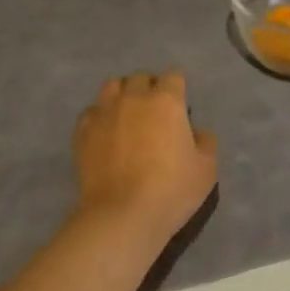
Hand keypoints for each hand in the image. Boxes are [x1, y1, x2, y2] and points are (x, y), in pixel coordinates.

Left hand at [73, 71, 217, 254]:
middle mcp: (134, 98)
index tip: (179, 106)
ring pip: (112, 87)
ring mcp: (104, 112)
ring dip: (122, 95)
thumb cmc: (171, 190)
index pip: (173, 76)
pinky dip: (99, 117)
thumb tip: (196, 131)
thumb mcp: (206, 169)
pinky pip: (91, 112)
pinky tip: (104, 133)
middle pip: (140, 78)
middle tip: (154, 112)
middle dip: (149, 88)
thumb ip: (205, 142)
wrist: (122, 215)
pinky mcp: (83, 131)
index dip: (177, 88)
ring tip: (126, 115)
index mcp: (166, 101)